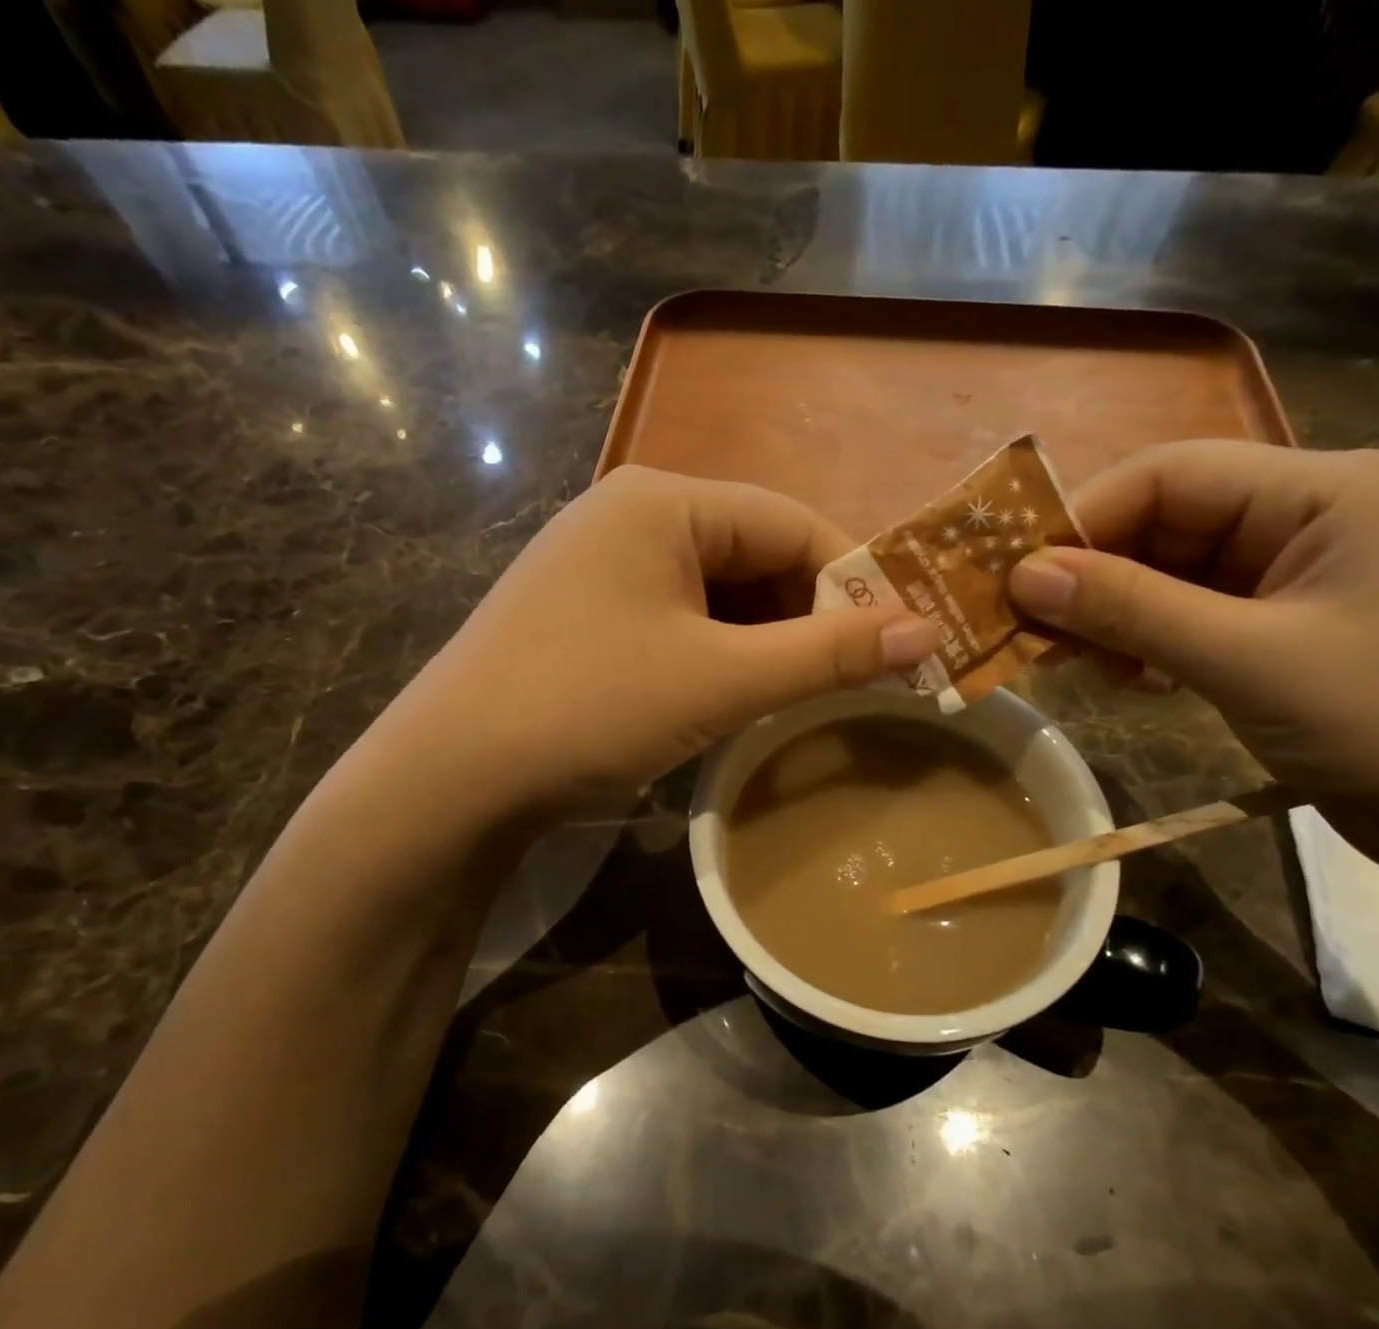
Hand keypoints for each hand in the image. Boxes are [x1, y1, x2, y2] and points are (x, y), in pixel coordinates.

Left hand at [363, 465, 936, 821]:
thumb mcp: (721, 680)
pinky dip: (719, 652)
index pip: (791, 523)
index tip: (899, 641)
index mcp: (665, 502)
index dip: (853, 581)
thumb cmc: (590, 707)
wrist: (451, 777)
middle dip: (807, 615)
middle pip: (755, 554)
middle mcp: (632, 516)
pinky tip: (732, 693)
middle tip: (853, 678)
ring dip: (765, 640)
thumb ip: (826, 654)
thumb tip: (927, 632)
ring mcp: (603, 564)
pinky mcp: (587, 612)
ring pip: (718, 592)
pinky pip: (679, 618)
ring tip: (799, 693)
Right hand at [1007, 440, 1378, 849]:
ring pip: (1169, 575)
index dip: (1082, 519)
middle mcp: (1308, 516)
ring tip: (1074, 664)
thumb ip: (1132, 610)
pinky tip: (1126, 679)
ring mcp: (1297, 577)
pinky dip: (1146, 643)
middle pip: (1164, 524)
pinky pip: (1191, 617)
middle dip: (1092, 576)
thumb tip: (1022, 575)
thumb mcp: (1248, 661)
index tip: (1014, 578)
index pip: (1170, 473)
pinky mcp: (1284, 630)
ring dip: (1114, 616)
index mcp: (1324, 489)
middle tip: (1028, 631)